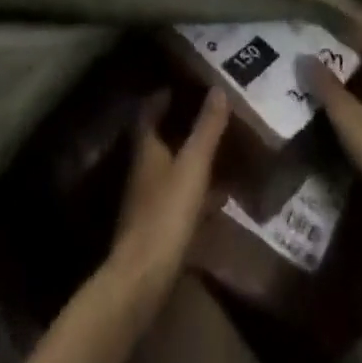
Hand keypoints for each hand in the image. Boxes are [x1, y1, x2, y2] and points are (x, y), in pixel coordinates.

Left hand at [109, 90, 229, 295]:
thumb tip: (218, 88)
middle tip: (207, 115)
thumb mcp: (193, 165)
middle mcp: (142, 167)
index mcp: (146, 147)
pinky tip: (217, 197)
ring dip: (189, 158)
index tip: (183, 85)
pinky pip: (178, 197)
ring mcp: (147, 199)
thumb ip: (206, 128)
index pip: (149, 111)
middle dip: (180, 125)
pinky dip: (195, 190)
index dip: (163, 96)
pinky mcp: (156, 226)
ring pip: (169, 167)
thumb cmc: (166, 212)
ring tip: (218, 151)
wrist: (143, 277)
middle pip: (159, 138)